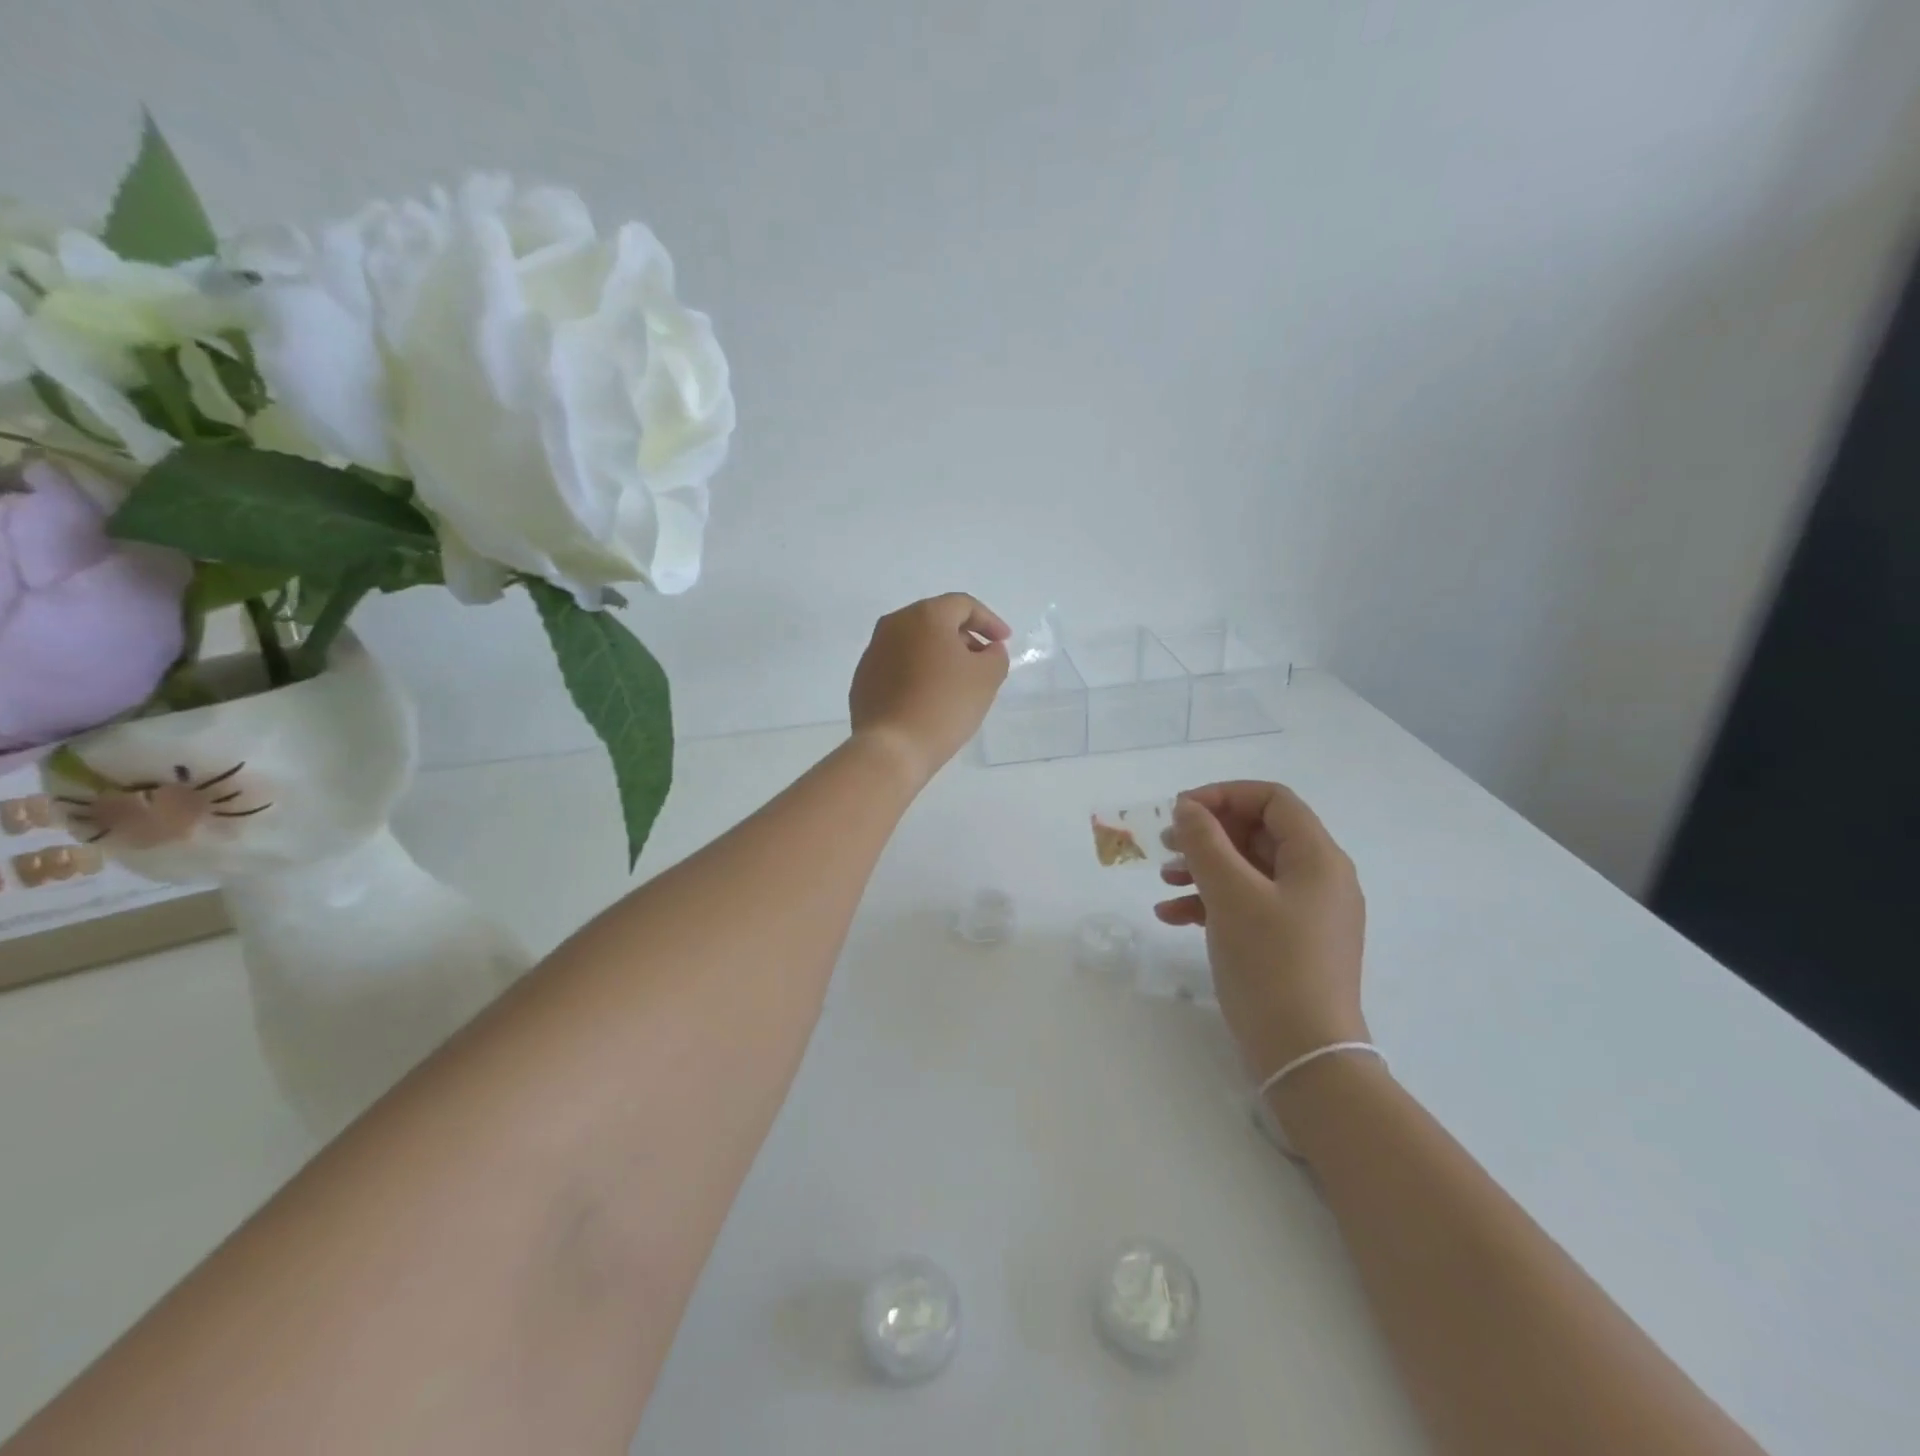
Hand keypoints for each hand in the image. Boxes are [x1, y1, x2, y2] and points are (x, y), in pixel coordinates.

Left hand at [849, 594, 1010, 784]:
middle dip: (963, 637)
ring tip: (957, 681)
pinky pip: (898, 666)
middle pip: (936, 621)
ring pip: (914, 643)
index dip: (989, 621)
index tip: (1004, 642)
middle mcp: (894, 625)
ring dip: (939, 655)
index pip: (963, 605)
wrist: (892, 748)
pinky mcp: (863, 679)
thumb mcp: (987, 678)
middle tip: (982, 660)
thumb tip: (987, 650)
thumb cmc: (945, 705)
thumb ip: (996, 655)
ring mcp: (873, 651)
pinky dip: (917, 673)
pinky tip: (929, 697)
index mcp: (925, 616)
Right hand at [1157, 782, 1367, 1081]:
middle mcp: (1318, 879)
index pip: (1272, 800)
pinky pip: (1249, 905)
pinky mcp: (1291, 942)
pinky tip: (1173, 916)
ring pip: (1249, 870)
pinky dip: (1212, 902)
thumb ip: (1205, 843)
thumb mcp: (1230, 895)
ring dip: (1204, 868)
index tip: (1181, 811)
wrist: (1305, 1055)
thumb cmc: (1271, 963)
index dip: (1224, 795)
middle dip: (1208, 835)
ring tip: (1164, 880)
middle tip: (1165, 844)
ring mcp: (1306, 913)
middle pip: (1258, 833)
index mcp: (1318, 858)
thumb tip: (1187, 808)